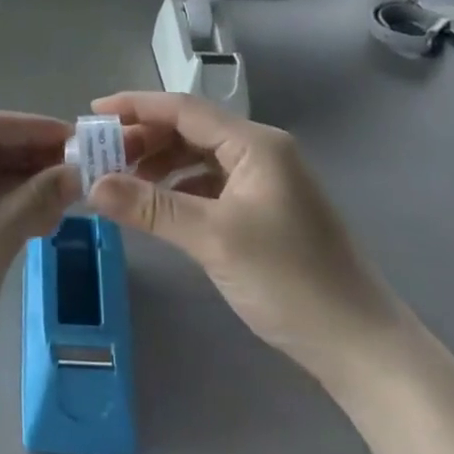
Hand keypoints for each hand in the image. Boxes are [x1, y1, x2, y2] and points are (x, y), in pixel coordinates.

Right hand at [88, 92, 403, 384]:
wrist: (361, 346)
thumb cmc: (289, 281)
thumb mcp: (213, 239)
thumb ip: (150, 207)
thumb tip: (92, 184)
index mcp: (254, 144)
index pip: (183, 108)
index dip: (135, 107)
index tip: (93, 112)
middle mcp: (261, 151)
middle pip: (190, 129)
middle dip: (144, 139)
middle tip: (101, 157)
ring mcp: (266, 181)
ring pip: (200, 156)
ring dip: (160, 164)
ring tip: (122, 182)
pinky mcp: (267, 209)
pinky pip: (212, 183)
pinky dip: (181, 188)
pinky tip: (159, 206)